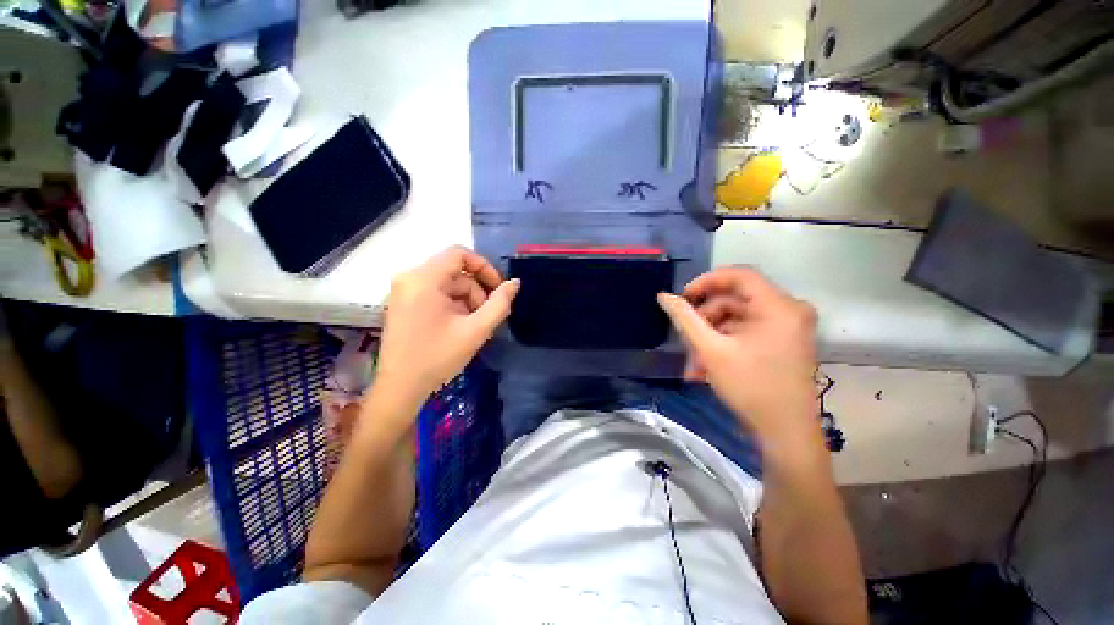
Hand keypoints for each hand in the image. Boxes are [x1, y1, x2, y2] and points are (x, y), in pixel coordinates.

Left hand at [375, 246, 518, 404]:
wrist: (400, 388)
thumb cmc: (438, 357)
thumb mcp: (476, 330)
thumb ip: (500, 304)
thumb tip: (515, 283)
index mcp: (423, 279)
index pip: (459, 254)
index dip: (484, 267)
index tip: (498, 289)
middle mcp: (409, 278)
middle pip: (455, 271)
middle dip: (476, 291)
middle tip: (486, 316)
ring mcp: (403, 291)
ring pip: (447, 283)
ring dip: (466, 301)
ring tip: (473, 326)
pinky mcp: (403, 303)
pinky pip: (436, 293)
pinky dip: (453, 305)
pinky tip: (458, 326)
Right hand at [657, 267, 818, 444]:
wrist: (785, 433)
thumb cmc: (750, 387)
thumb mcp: (711, 350)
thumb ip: (685, 319)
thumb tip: (664, 296)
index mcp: (779, 306)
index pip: (739, 275)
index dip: (706, 281)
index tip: (683, 298)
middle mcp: (789, 310)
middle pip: (736, 299)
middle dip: (705, 317)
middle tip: (685, 337)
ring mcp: (788, 327)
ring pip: (738, 318)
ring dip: (711, 335)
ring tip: (693, 361)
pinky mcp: (783, 342)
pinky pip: (747, 332)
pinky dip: (724, 344)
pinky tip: (706, 366)